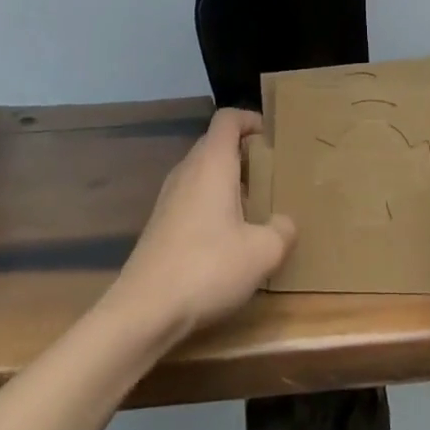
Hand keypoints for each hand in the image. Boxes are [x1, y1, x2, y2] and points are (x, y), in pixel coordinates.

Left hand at [105, 107, 295, 345]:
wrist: (144, 310)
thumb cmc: (207, 267)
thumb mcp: (262, 253)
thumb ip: (282, 231)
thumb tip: (285, 223)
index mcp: (212, 163)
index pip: (228, 119)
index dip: (251, 119)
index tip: (272, 138)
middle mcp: (187, 171)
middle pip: (215, 144)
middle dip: (244, 153)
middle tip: (271, 175)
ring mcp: (168, 197)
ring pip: (203, 172)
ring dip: (228, 181)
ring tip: (254, 207)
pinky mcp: (160, 224)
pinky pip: (191, 197)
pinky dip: (212, 203)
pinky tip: (227, 238)